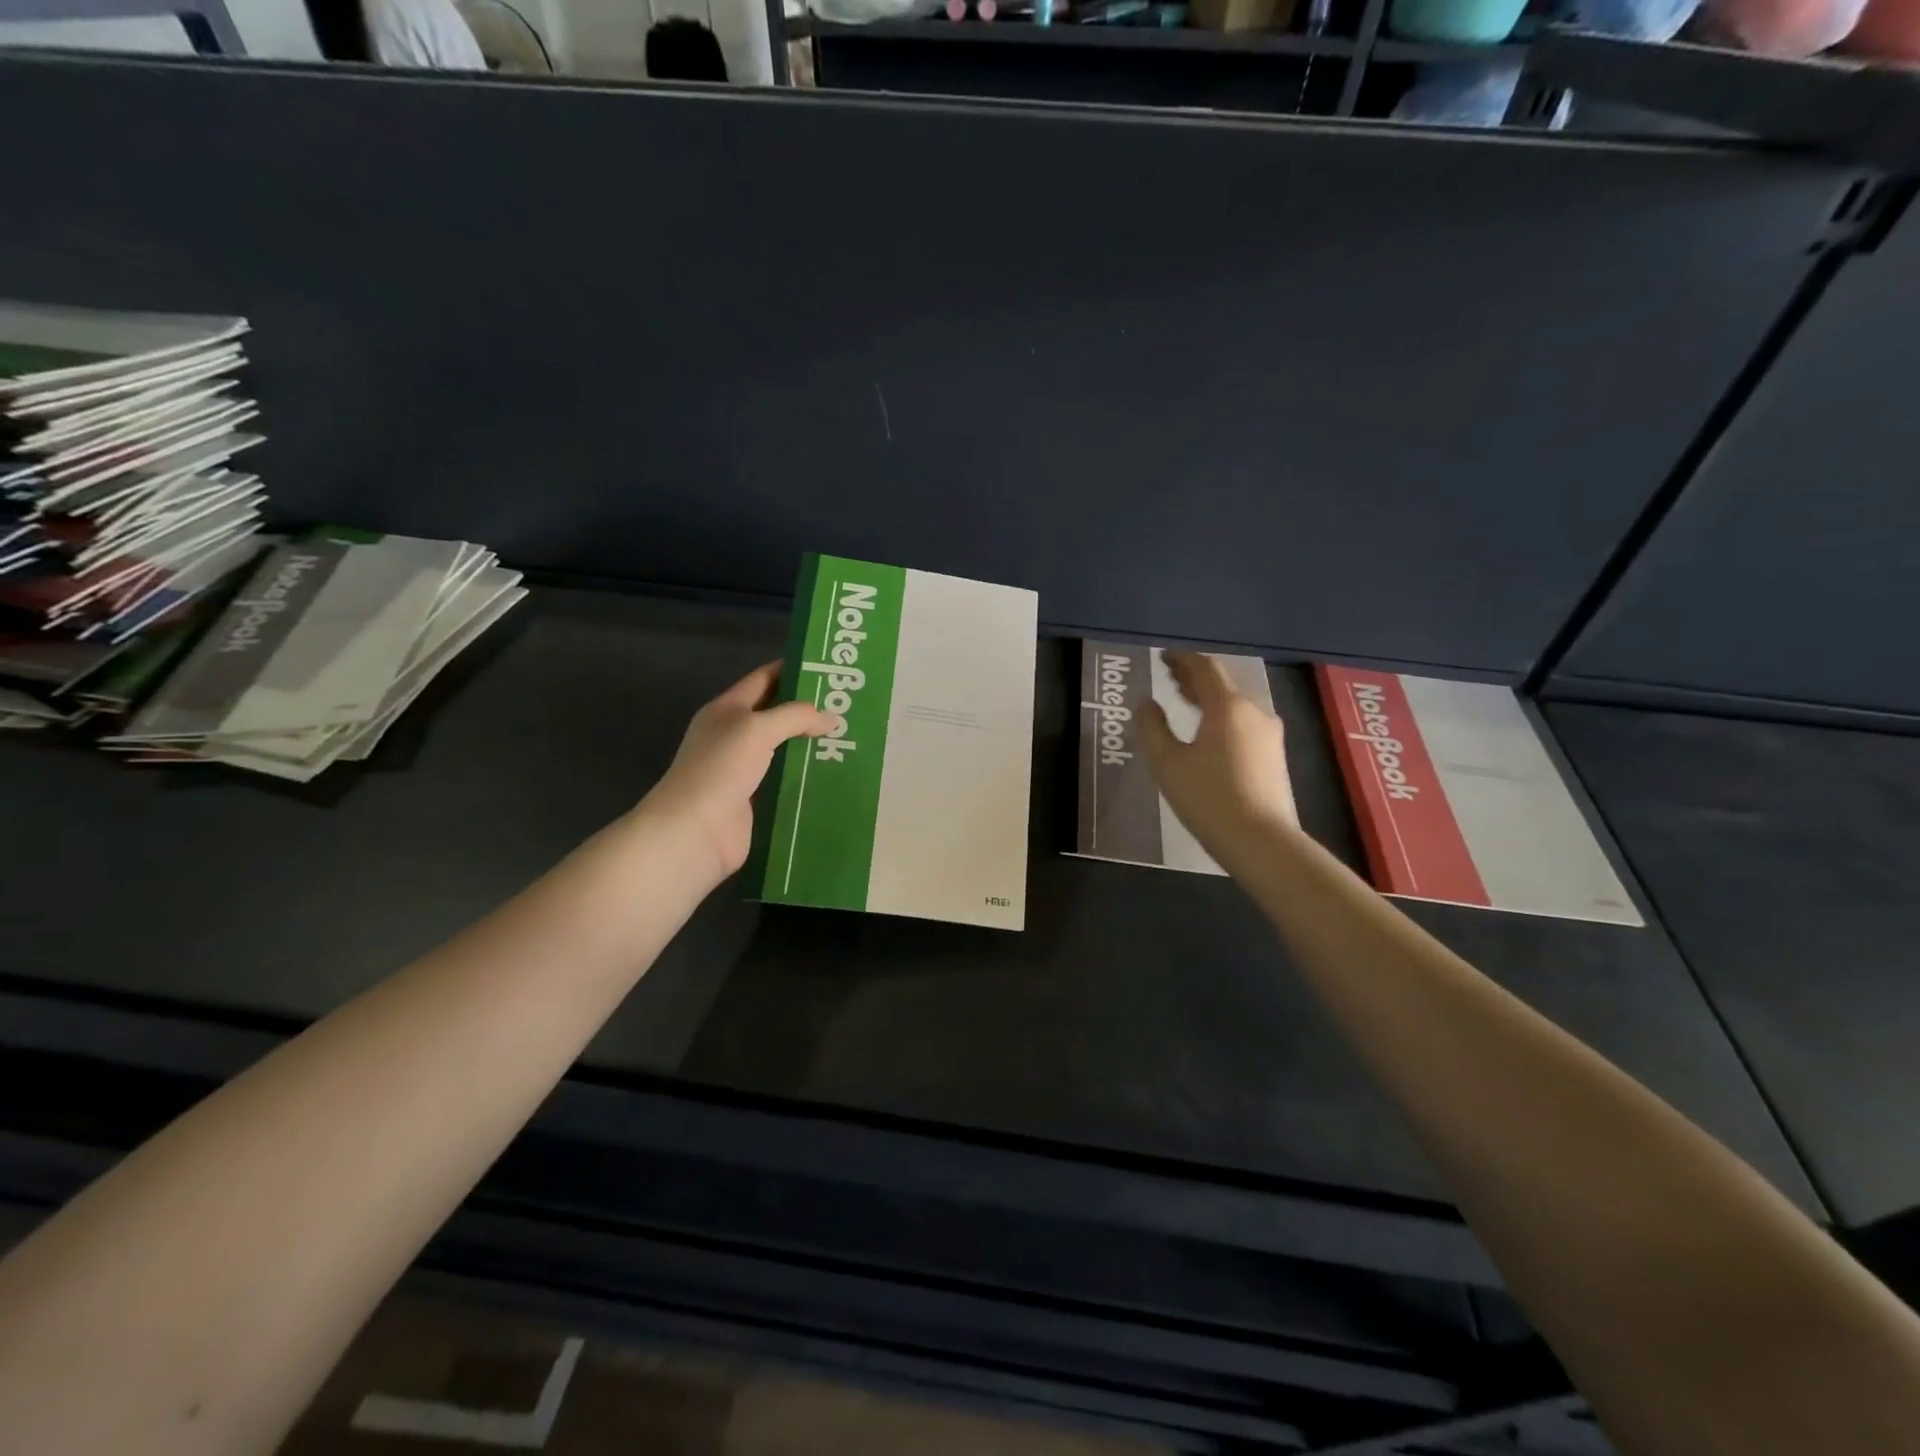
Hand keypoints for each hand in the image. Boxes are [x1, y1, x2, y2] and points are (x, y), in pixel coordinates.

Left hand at [638, 662, 828, 884]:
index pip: (764, 679)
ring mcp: (745, 769)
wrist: (694, 830)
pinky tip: (837, 772)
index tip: (829, 667)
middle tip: (849, 704)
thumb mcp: (757, 729)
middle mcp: (735, 735)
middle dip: (810, 709)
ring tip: (852, 737)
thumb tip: (831, 717)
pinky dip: (809, 776)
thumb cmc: (720, 768)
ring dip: (813, 744)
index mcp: (727, 710)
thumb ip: (796, 716)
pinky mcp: (756, 799)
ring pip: (786, 749)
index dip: (793, 669)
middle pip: (777, 714)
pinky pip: (787, 780)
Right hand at [1141, 651, 1298, 869]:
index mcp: (1227, 706)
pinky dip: (1222, 716)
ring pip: (1235, 704)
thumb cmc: (1208, 798)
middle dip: (1194, 678)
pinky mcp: (1275, 755)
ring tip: (1185, 700)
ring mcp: (1269, 734)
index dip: (1182, 660)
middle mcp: (1254, 711)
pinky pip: (1244, 722)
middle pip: (1222, 684)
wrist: (1261, 841)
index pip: (1204, 669)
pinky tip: (1208, 731)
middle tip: (1170, 677)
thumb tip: (1147, 704)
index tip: (1163, 657)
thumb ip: (1152, 728)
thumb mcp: (1167, 763)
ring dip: (1208, 698)